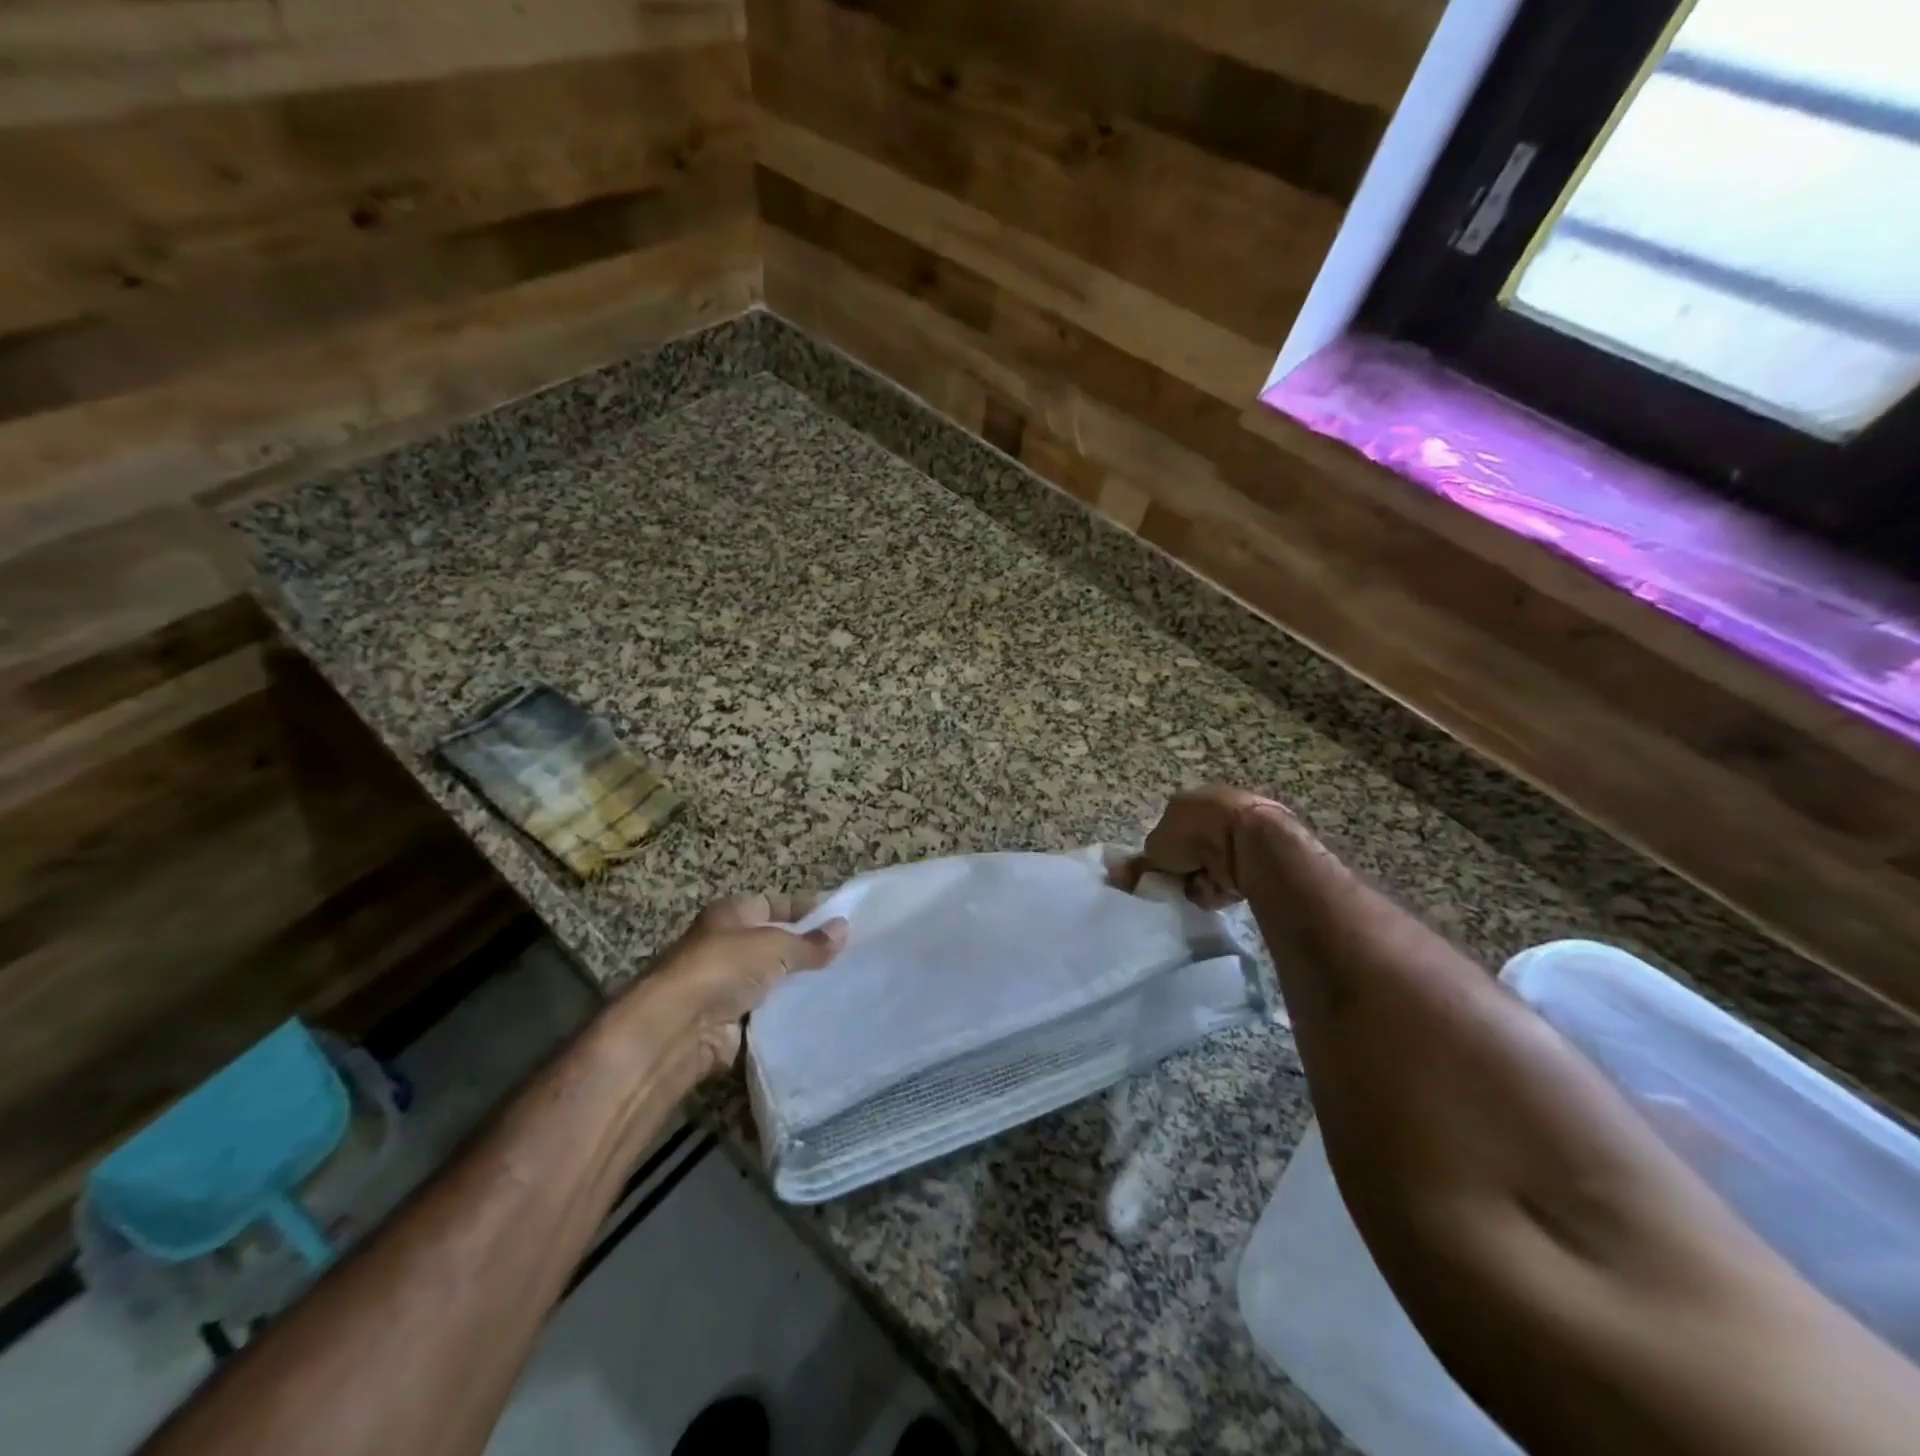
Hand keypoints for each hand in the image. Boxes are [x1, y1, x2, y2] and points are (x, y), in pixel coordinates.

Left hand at [625, 894, 848, 1075]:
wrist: (677, 1027)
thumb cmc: (723, 967)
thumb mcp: (775, 946)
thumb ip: (810, 943)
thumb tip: (844, 929)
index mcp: (729, 914)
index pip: (772, 904)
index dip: (802, 910)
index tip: (836, 918)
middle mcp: (723, 945)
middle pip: (771, 943)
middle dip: (802, 949)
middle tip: (844, 955)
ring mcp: (723, 985)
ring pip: (769, 979)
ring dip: (794, 984)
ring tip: (837, 985)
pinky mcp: (726, 1021)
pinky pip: (764, 1013)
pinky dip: (784, 1014)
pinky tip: (815, 1015)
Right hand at [1113, 785, 1303, 908]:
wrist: (1248, 840)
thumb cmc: (1195, 834)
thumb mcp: (1155, 849)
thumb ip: (1138, 865)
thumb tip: (1115, 876)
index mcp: (1186, 801)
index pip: (1168, 830)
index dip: (1163, 854)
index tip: (1161, 872)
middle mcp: (1212, 809)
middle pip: (1191, 850)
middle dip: (1184, 870)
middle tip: (1179, 883)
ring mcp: (1238, 829)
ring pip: (1210, 866)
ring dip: (1202, 881)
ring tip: (1202, 887)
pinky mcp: (1260, 850)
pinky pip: (1232, 875)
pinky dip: (1224, 886)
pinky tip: (1222, 890)